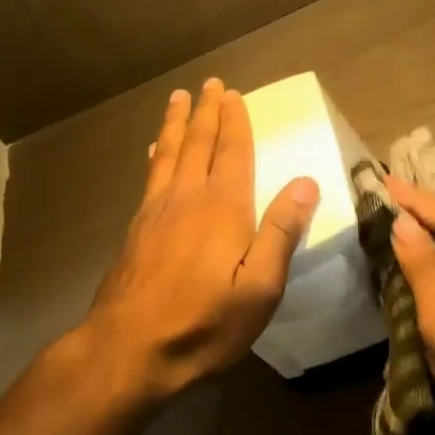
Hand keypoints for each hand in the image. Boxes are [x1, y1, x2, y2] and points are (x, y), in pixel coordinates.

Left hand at [82, 78, 319, 405]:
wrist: (128, 350)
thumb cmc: (204, 323)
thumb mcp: (259, 288)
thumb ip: (280, 232)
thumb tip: (306, 182)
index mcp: (222, 208)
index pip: (232, 152)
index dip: (235, 122)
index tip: (234, 94)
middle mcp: (187, 198)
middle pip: (198, 144)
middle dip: (206, 113)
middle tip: (209, 84)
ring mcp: (156, 212)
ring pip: (169, 154)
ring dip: (177, 124)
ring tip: (178, 99)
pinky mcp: (136, 229)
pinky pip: (151, 176)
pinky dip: (157, 155)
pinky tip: (155, 151)